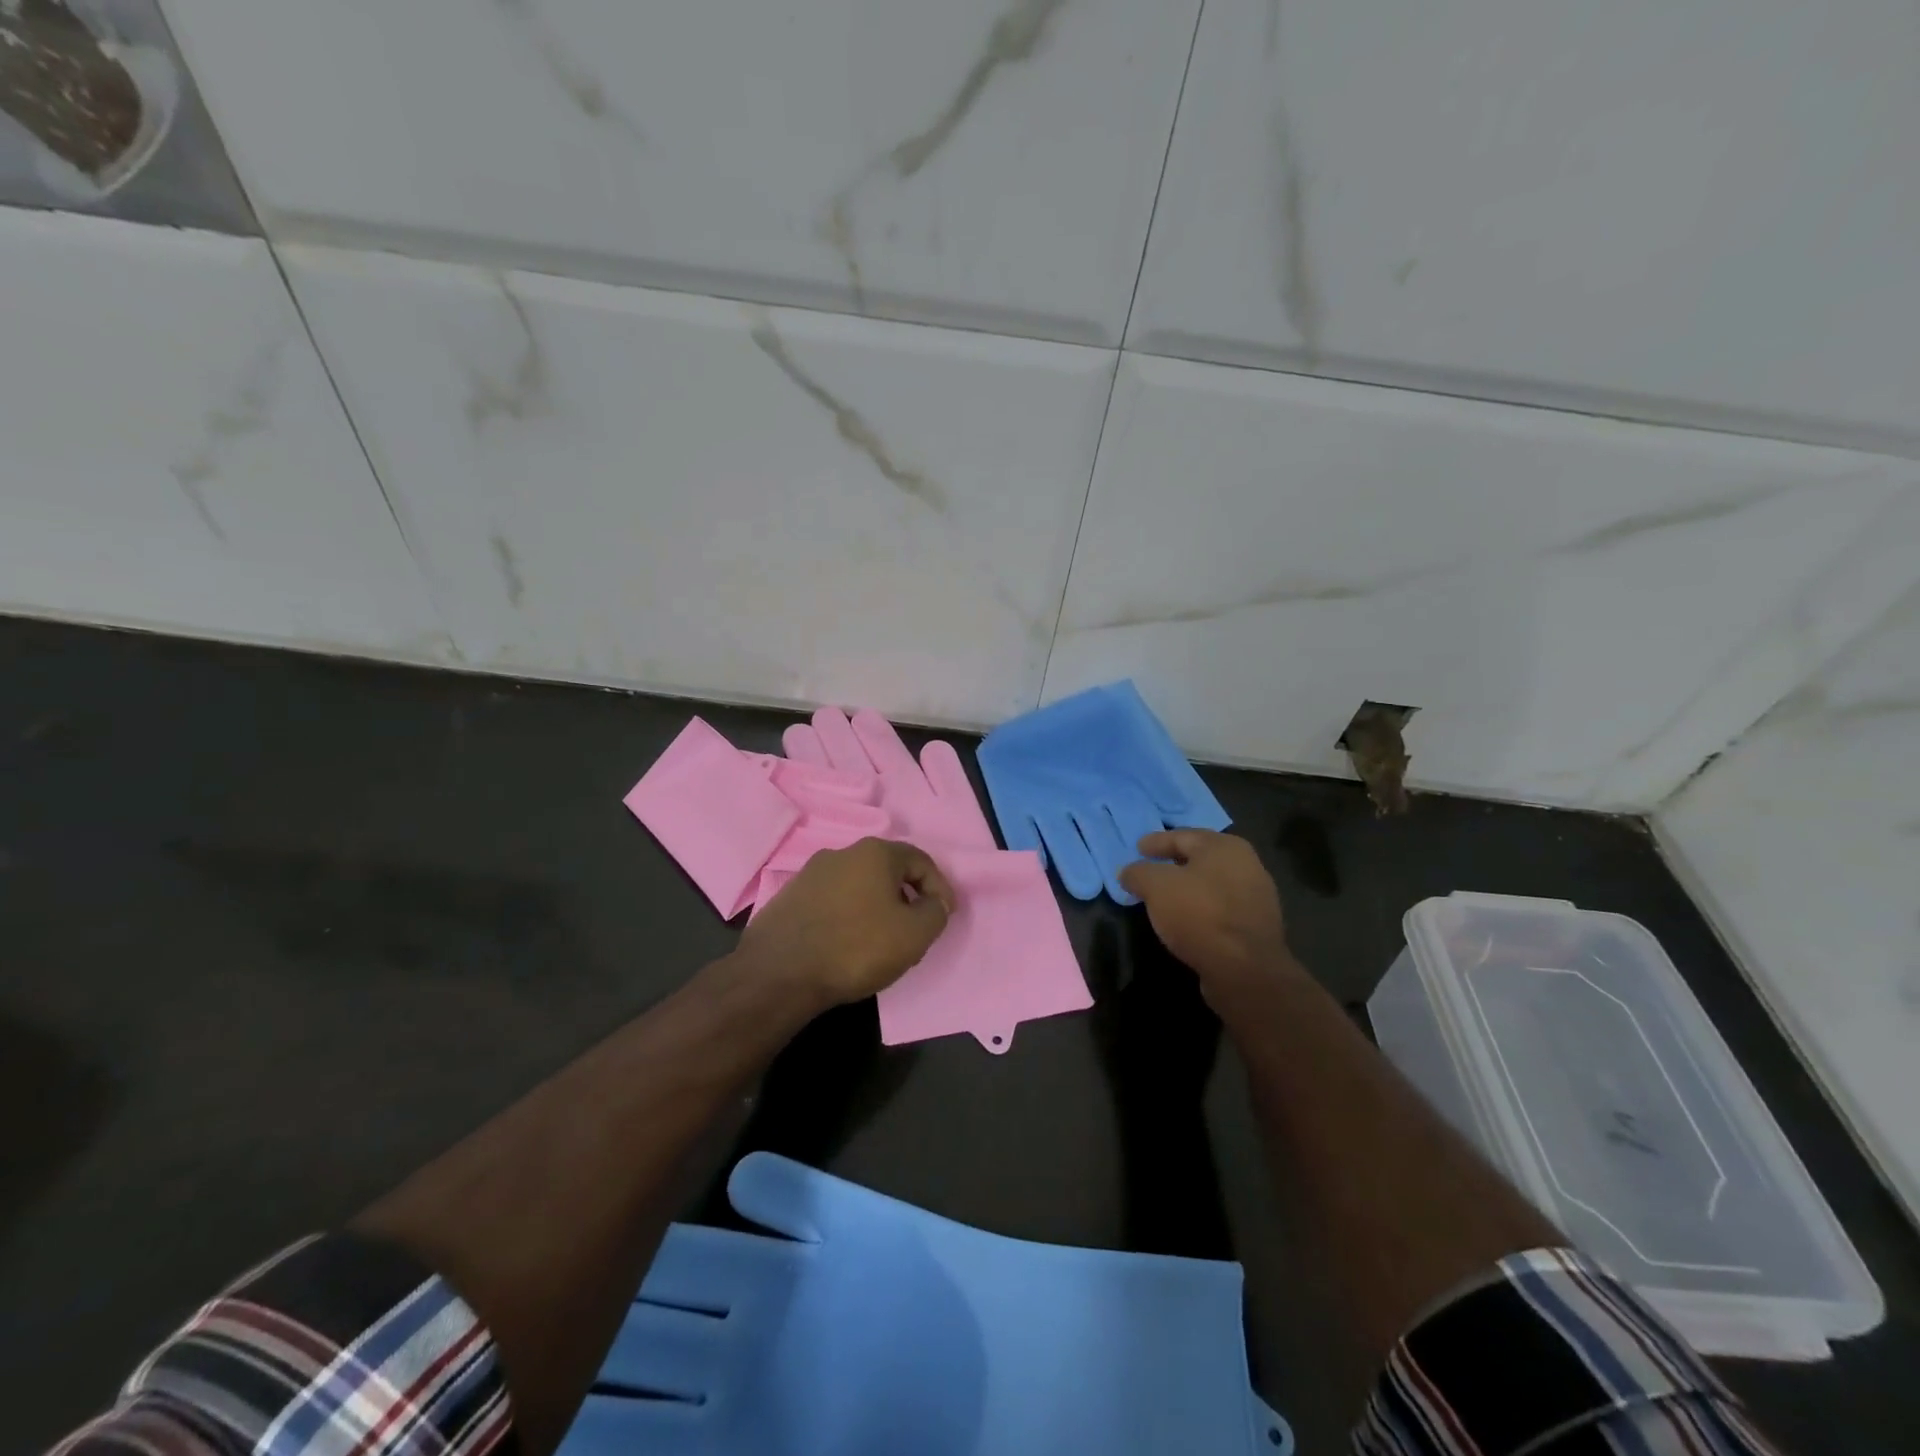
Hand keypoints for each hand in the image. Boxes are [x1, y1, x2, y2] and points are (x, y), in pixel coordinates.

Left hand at [737, 838, 956, 1007]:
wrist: (780, 973)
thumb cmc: (856, 947)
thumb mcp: (915, 934)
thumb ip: (936, 912)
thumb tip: (934, 902)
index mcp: (875, 852)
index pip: (920, 860)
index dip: (940, 888)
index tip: (944, 916)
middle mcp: (841, 852)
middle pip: (887, 870)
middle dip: (906, 897)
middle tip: (914, 930)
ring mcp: (810, 873)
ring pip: (858, 886)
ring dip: (875, 907)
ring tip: (880, 941)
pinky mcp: (789, 897)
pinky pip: (831, 901)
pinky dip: (847, 917)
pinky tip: (845, 945)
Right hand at [1117, 831, 1296, 1007]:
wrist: (1245, 970)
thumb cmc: (1199, 915)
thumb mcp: (1156, 886)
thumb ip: (1138, 873)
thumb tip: (1127, 872)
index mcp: (1224, 847)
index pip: (1182, 836)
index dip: (1156, 841)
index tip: (1137, 848)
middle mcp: (1246, 865)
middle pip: (1200, 858)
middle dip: (1173, 863)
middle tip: (1149, 869)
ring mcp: (1256, 897)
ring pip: (1211, 885)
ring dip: (1188, 888)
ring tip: (1164, 898)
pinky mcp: (1256, 926)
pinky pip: (1220, 909)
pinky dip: (1201, 909)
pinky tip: (1185, 921)